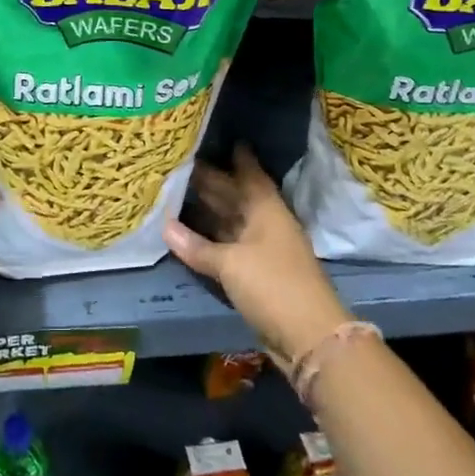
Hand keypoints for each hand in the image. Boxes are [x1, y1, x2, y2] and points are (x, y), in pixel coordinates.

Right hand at [164, 145, 350, 362]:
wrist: (308, 337)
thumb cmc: (272, 286)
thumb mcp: (230, 263)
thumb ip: (197, 246)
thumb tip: (165, 228)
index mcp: (266, 211)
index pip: (250, 175)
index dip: (237, 157)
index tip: (221, 138)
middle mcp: (265, 225)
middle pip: (236, 197)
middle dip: (212, 182)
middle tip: (181, 165)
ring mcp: (262, 251)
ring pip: (230, 223)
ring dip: (208, 212)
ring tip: (176, 194)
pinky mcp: (256, 275)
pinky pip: (228, 247)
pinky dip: (209, 240)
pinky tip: (187, 236)